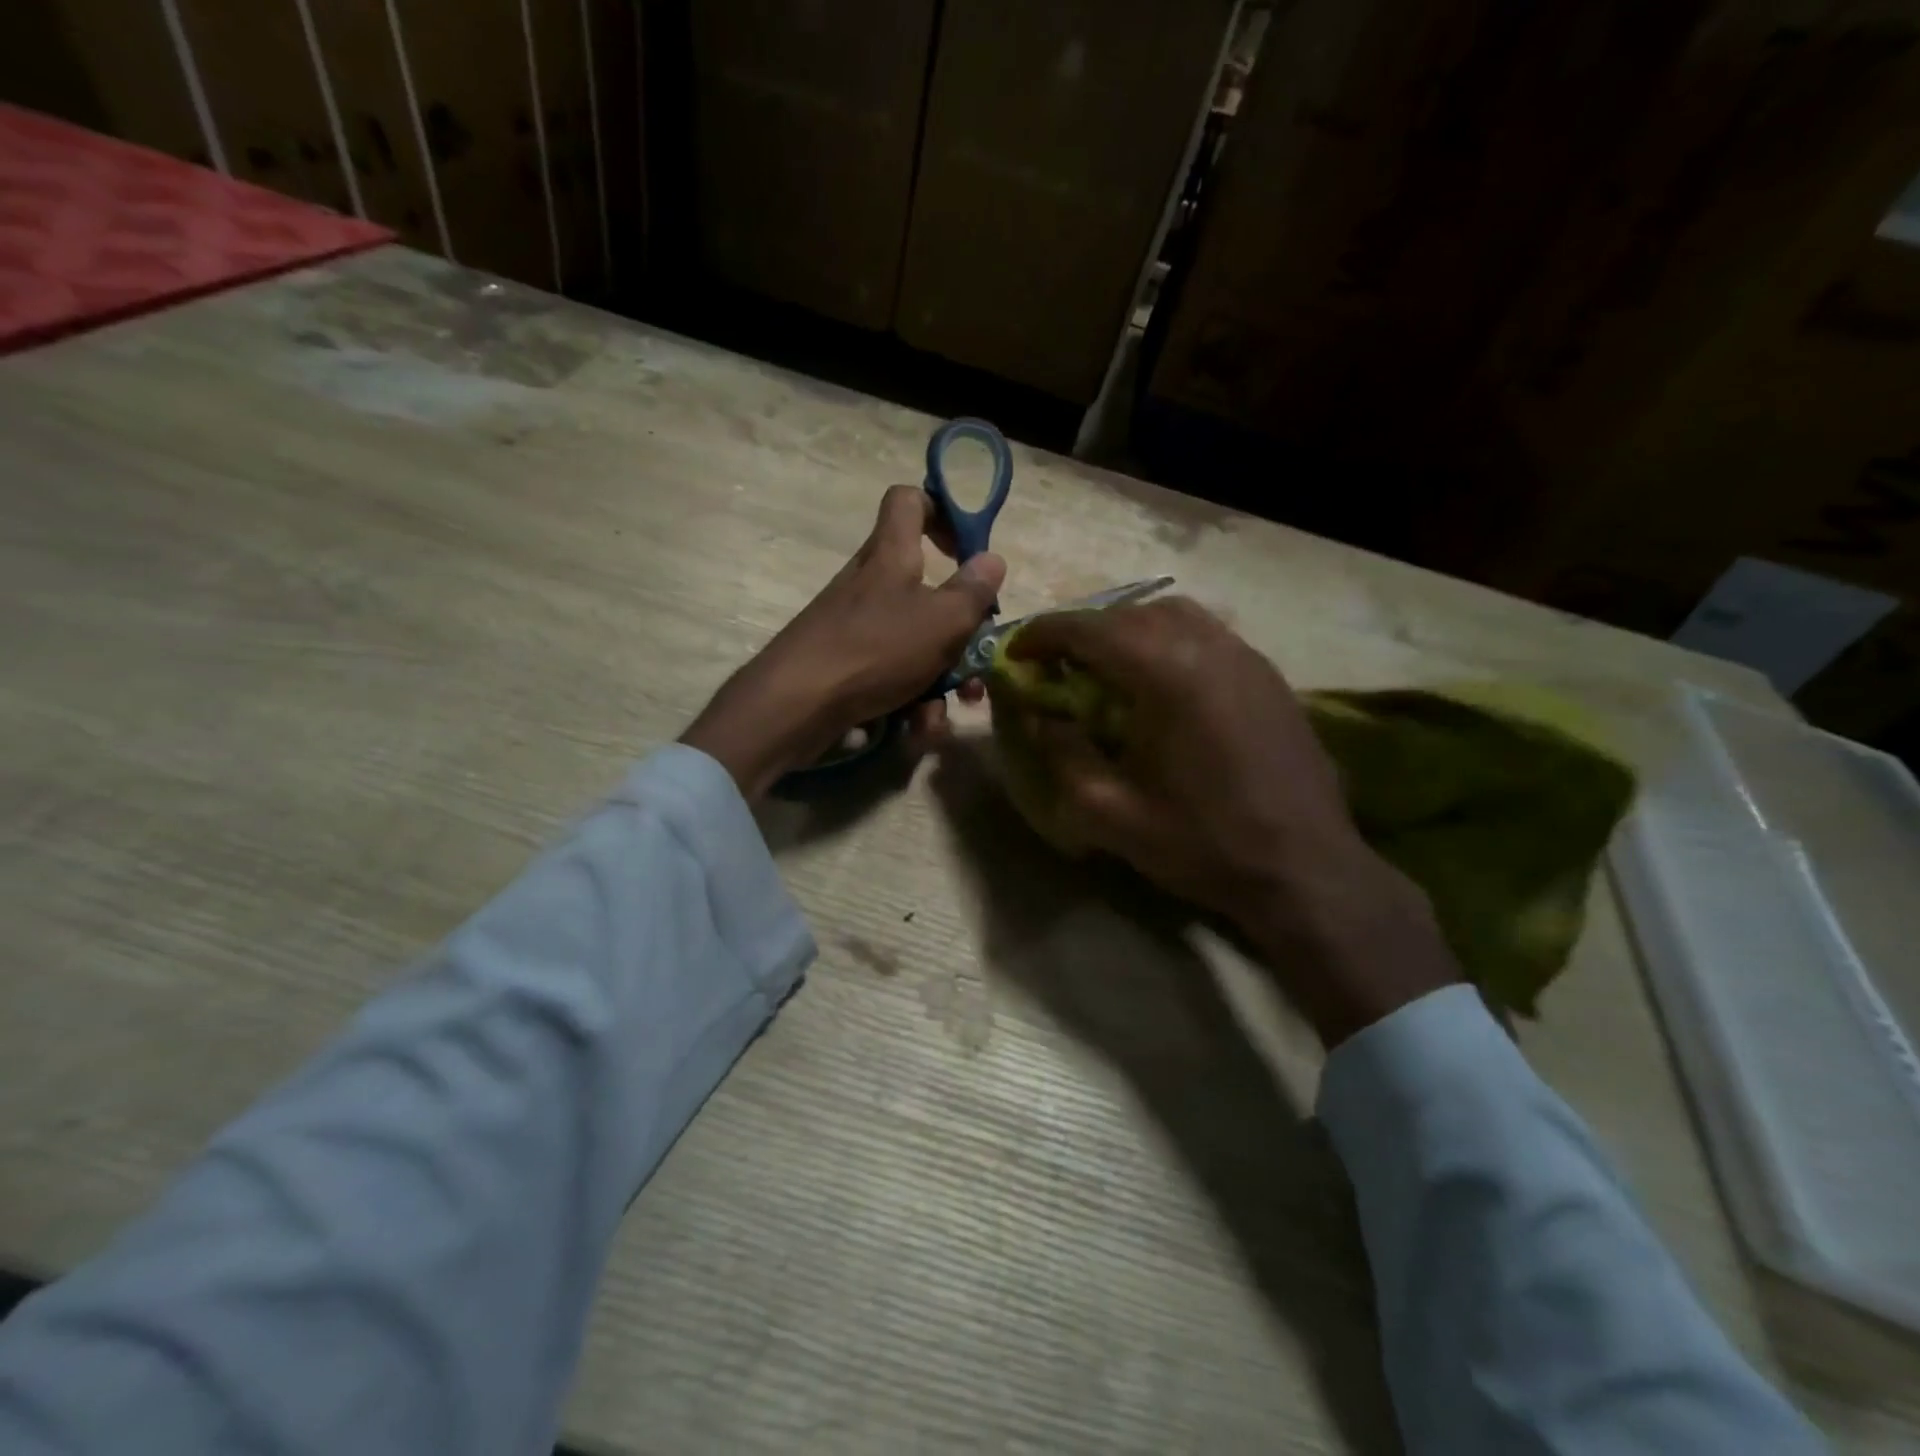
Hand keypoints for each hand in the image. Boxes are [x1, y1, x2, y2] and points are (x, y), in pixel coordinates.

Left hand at [682, 485, 1005, 799]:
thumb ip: (973, 593)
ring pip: (913, 643)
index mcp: (892, 556)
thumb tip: (993, 560)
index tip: (968, 550)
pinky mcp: (843, 664)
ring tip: (944, 712)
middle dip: (958, 632)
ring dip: (937, 679)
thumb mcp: (941, 621)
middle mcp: (871, 584)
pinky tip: (914, 729)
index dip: (942, 511)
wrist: (795, 704)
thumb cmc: (875, 649)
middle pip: (925, 589)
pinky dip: (907, 700)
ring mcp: (854, 626)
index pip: (909, 501)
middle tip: (976, 662)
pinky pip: (889, 674)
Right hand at [1000, 598, 1458, 1045]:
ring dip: (1128, 631)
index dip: (1044, 634)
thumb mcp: (1111, 813)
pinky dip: (1167, 642)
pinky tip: (1160, 684)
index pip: (1090, 630)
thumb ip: (1064, 756)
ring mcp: (1246, 656)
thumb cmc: (1203, 843)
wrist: (1305, 869)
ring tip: (1104, 668)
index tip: (1015, 652)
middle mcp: (1209, 647)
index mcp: (1167, 673)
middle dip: (1084, 631)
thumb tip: (1041, 719)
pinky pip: (1206, 635)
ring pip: (1173, 616)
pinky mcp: (1268, 675)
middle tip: (1055, 664)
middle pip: (1131, 614)